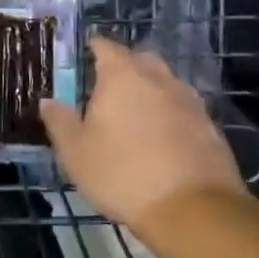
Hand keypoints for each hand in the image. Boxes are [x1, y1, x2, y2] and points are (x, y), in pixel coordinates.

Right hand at [39, 38, 245, 247]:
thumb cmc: (122, 174)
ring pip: (166, 83)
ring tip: (137, 111)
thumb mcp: (76, 152)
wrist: (192, 209)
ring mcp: (189, 101)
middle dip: (126, 65)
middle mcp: (158, 79)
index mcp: (122, 76)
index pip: (106, 47)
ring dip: (151, 90)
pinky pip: (184, 109)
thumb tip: (48, 101)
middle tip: (109, 83)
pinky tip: (163, 136)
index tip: (86, 52)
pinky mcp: (210, 126)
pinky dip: (171, 114)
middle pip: (141, 59)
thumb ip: (60, 122)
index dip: (95, 47)